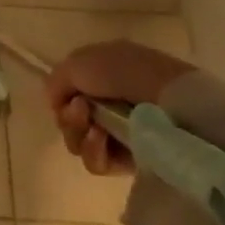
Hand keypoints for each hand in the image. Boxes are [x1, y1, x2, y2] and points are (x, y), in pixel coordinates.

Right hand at [46, 41, 193, 175]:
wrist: (170, 100)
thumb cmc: (124, 72)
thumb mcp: (79, 62)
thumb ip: (56, 81)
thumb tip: (54, 104)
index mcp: (102, 75)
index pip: (68, 93)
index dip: (61, 97)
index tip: (65, 97)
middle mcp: (110, 103)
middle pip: (71, 119)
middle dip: (69, 117)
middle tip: (80, 111)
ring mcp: (122, 133)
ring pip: (80, 141)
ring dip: (78, 134)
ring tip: (94, 128)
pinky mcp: (132, 161)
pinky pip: (98, 162)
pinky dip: (93, 152)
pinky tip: (102, 140)